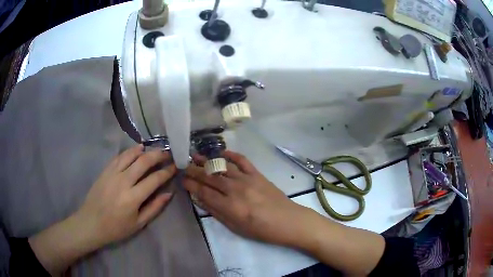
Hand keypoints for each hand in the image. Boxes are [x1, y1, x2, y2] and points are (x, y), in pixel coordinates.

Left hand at [75, 144, 176, 245]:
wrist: (91, 223)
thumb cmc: (116, 228)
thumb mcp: (139, 224)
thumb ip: (154, 208)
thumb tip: (169, 193)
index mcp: (133, 198)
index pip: (154, 179)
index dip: (167, 171)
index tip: (175, 166)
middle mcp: (123, 182)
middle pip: (143, 162)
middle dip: (158, 155)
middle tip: (167, 153)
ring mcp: (112, 174)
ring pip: (131, 155)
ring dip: (145, 150)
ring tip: (154, 149)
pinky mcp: (105, 171)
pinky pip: (119, 156)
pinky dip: (130, 151)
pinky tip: (137, 149)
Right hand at [184, 151, 308, 245]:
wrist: (287, 221)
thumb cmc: (261, 229)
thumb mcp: (235, 227)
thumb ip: (216, 212)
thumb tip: (199, 199)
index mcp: (229, 206)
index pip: (203, 192)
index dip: (191, 185)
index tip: (182, 179)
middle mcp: (235, 189)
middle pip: (210, 177)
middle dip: (194, 170)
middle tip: (184, 165)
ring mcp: (247, 179)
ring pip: (222, 167)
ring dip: (207, 160)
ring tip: (195, 155)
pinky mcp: (257, 174)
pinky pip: (242, 160)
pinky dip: (231, 155)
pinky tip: (222, 153)